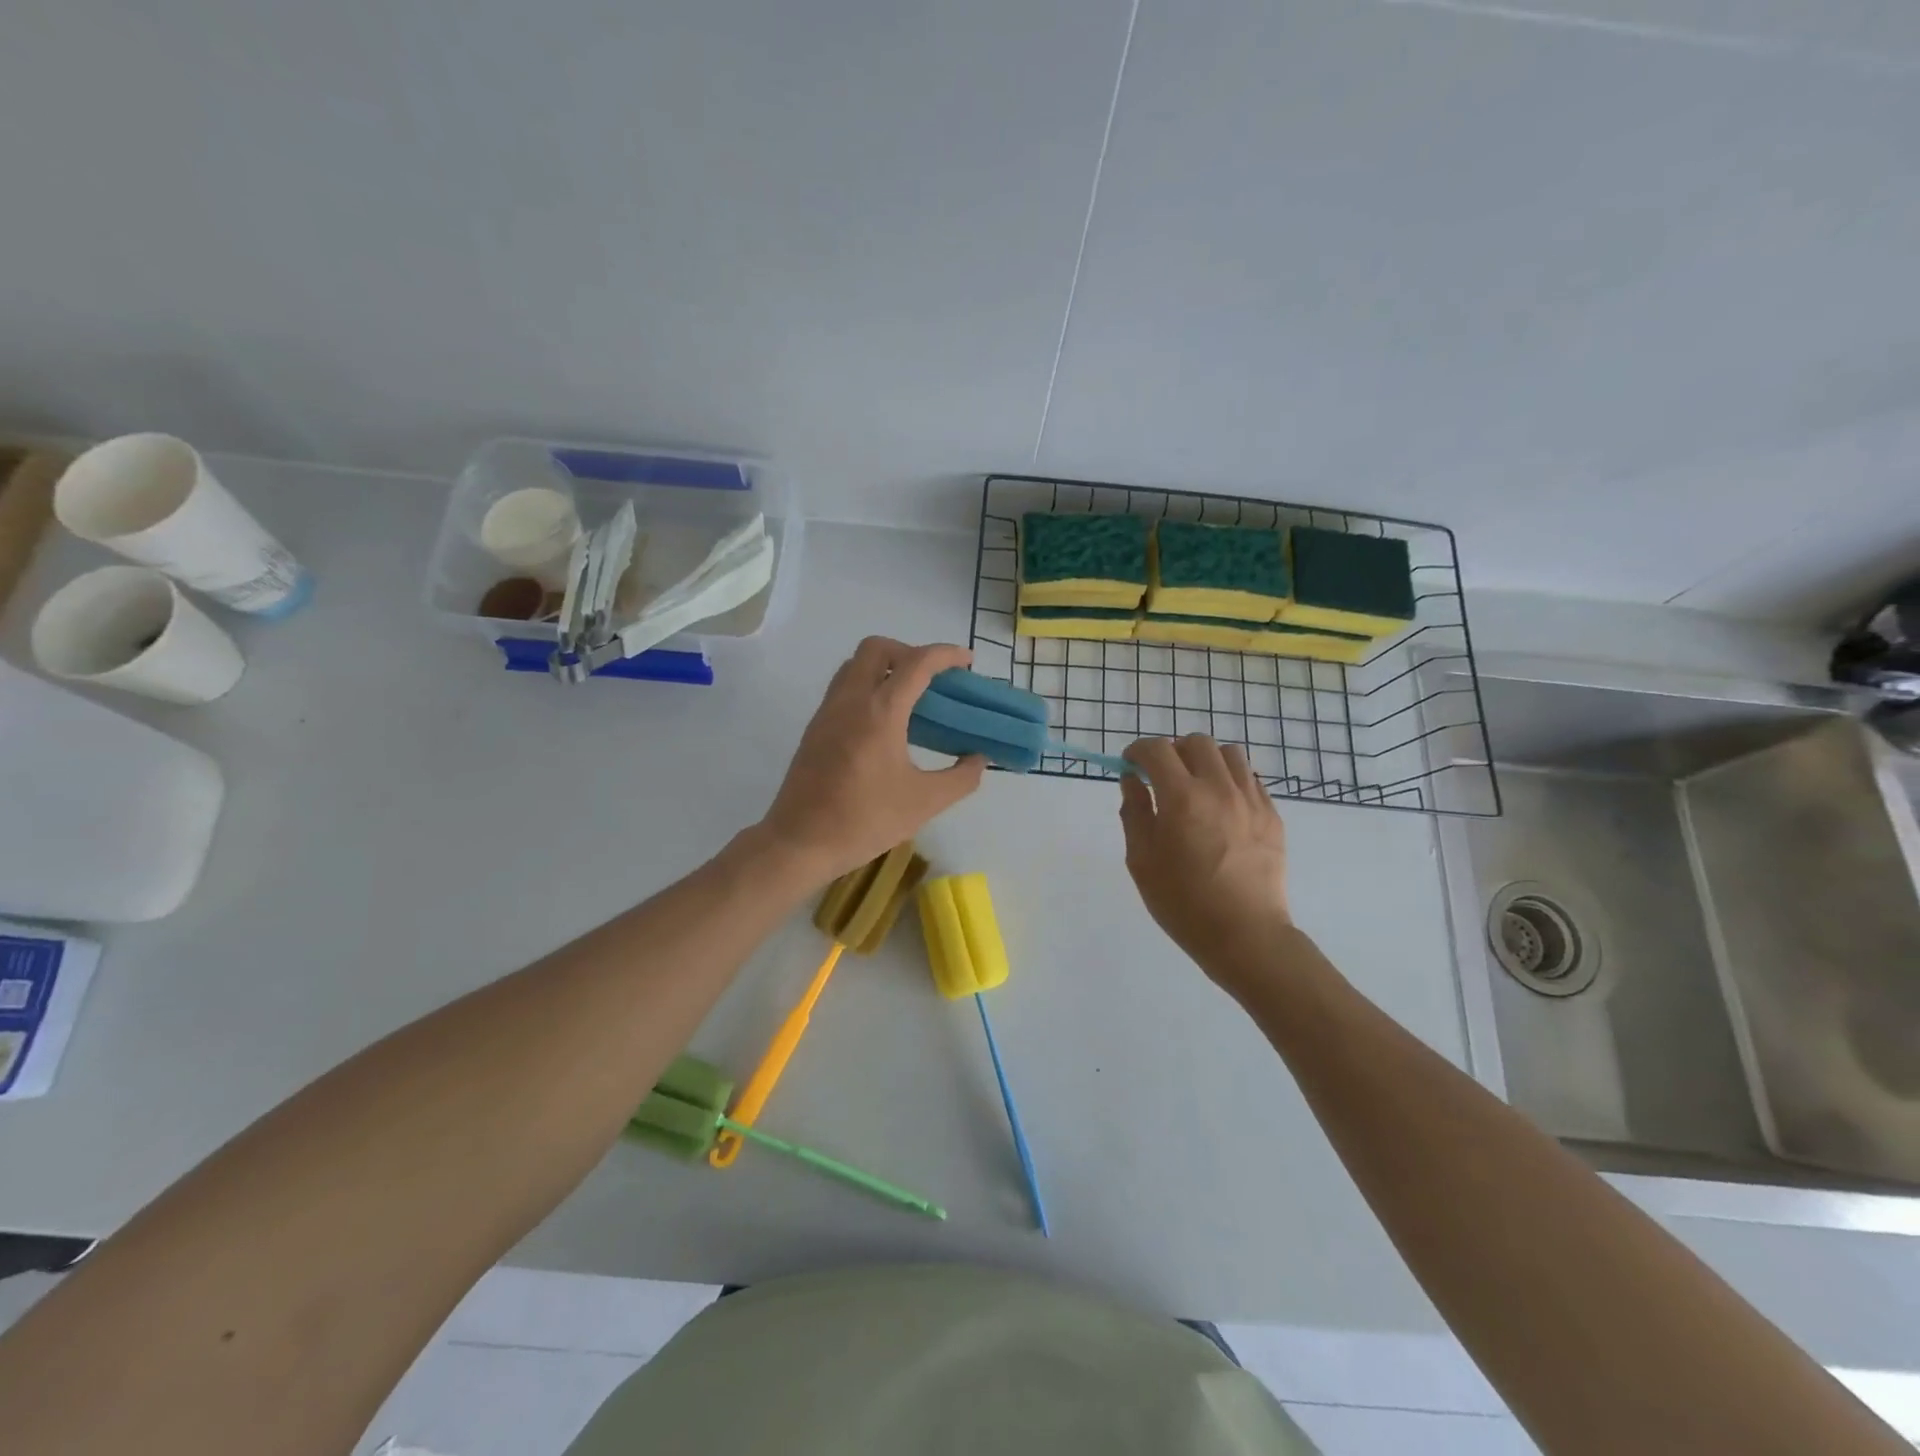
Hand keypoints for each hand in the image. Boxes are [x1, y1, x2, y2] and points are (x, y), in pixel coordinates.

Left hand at [758, 637, 985, 882]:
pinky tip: (884, 723)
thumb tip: (979, 759)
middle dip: (909, 652)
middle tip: (932, 680)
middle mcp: (850, 700)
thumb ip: (961, 778)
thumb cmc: (864, 821)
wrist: (799, 842)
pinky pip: (843, 688)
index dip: (946, 654)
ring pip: (855, 665)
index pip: (916, 663)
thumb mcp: (924, 803)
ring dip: (884, 667)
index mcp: (880, 711)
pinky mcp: (815, 728)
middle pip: (877, 648)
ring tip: (910, 698)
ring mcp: (827, 711)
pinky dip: (867, 686)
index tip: (967, 661)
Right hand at [1119, 735, 1291, 989]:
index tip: (1131, 766)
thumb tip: (1133, 780)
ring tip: (1195, 788)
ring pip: (1228, 753)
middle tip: (1162, 779)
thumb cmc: (1183, 903)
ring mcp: (1251, 799)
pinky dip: (1229, 780)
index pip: (1156, 749)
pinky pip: (1249, 778)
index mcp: (1182, 798)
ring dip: (1205, 761)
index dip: (1137, 751)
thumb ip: (1134, 812)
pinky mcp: (1272, 815)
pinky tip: (1220, 808)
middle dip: (1172, 752)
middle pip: (1195, 742)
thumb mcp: (1142, 860)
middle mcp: (1219, 788)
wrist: (1245, 935)